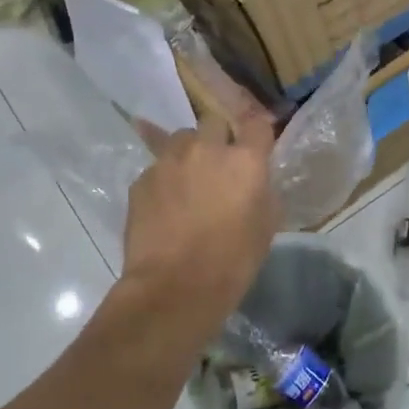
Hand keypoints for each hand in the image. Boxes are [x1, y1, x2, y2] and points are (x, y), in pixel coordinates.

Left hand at [124, 112, 278, 318]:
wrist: (175, 287)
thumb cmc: (232, 261)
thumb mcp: (266, 225)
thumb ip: (262, 191)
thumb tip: (255, 181)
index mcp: (245, 160)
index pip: (257, 124)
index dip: (257, 133)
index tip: (256, 145)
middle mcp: (206, 149)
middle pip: (213, 121)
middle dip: (218, 136)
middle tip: (219, 163)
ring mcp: (169, 161)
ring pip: (181, 139)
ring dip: (189, 152)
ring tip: (188, 180)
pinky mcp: (141, 180)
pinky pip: (157, 167)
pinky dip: (165, 179)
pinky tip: (165, 205)